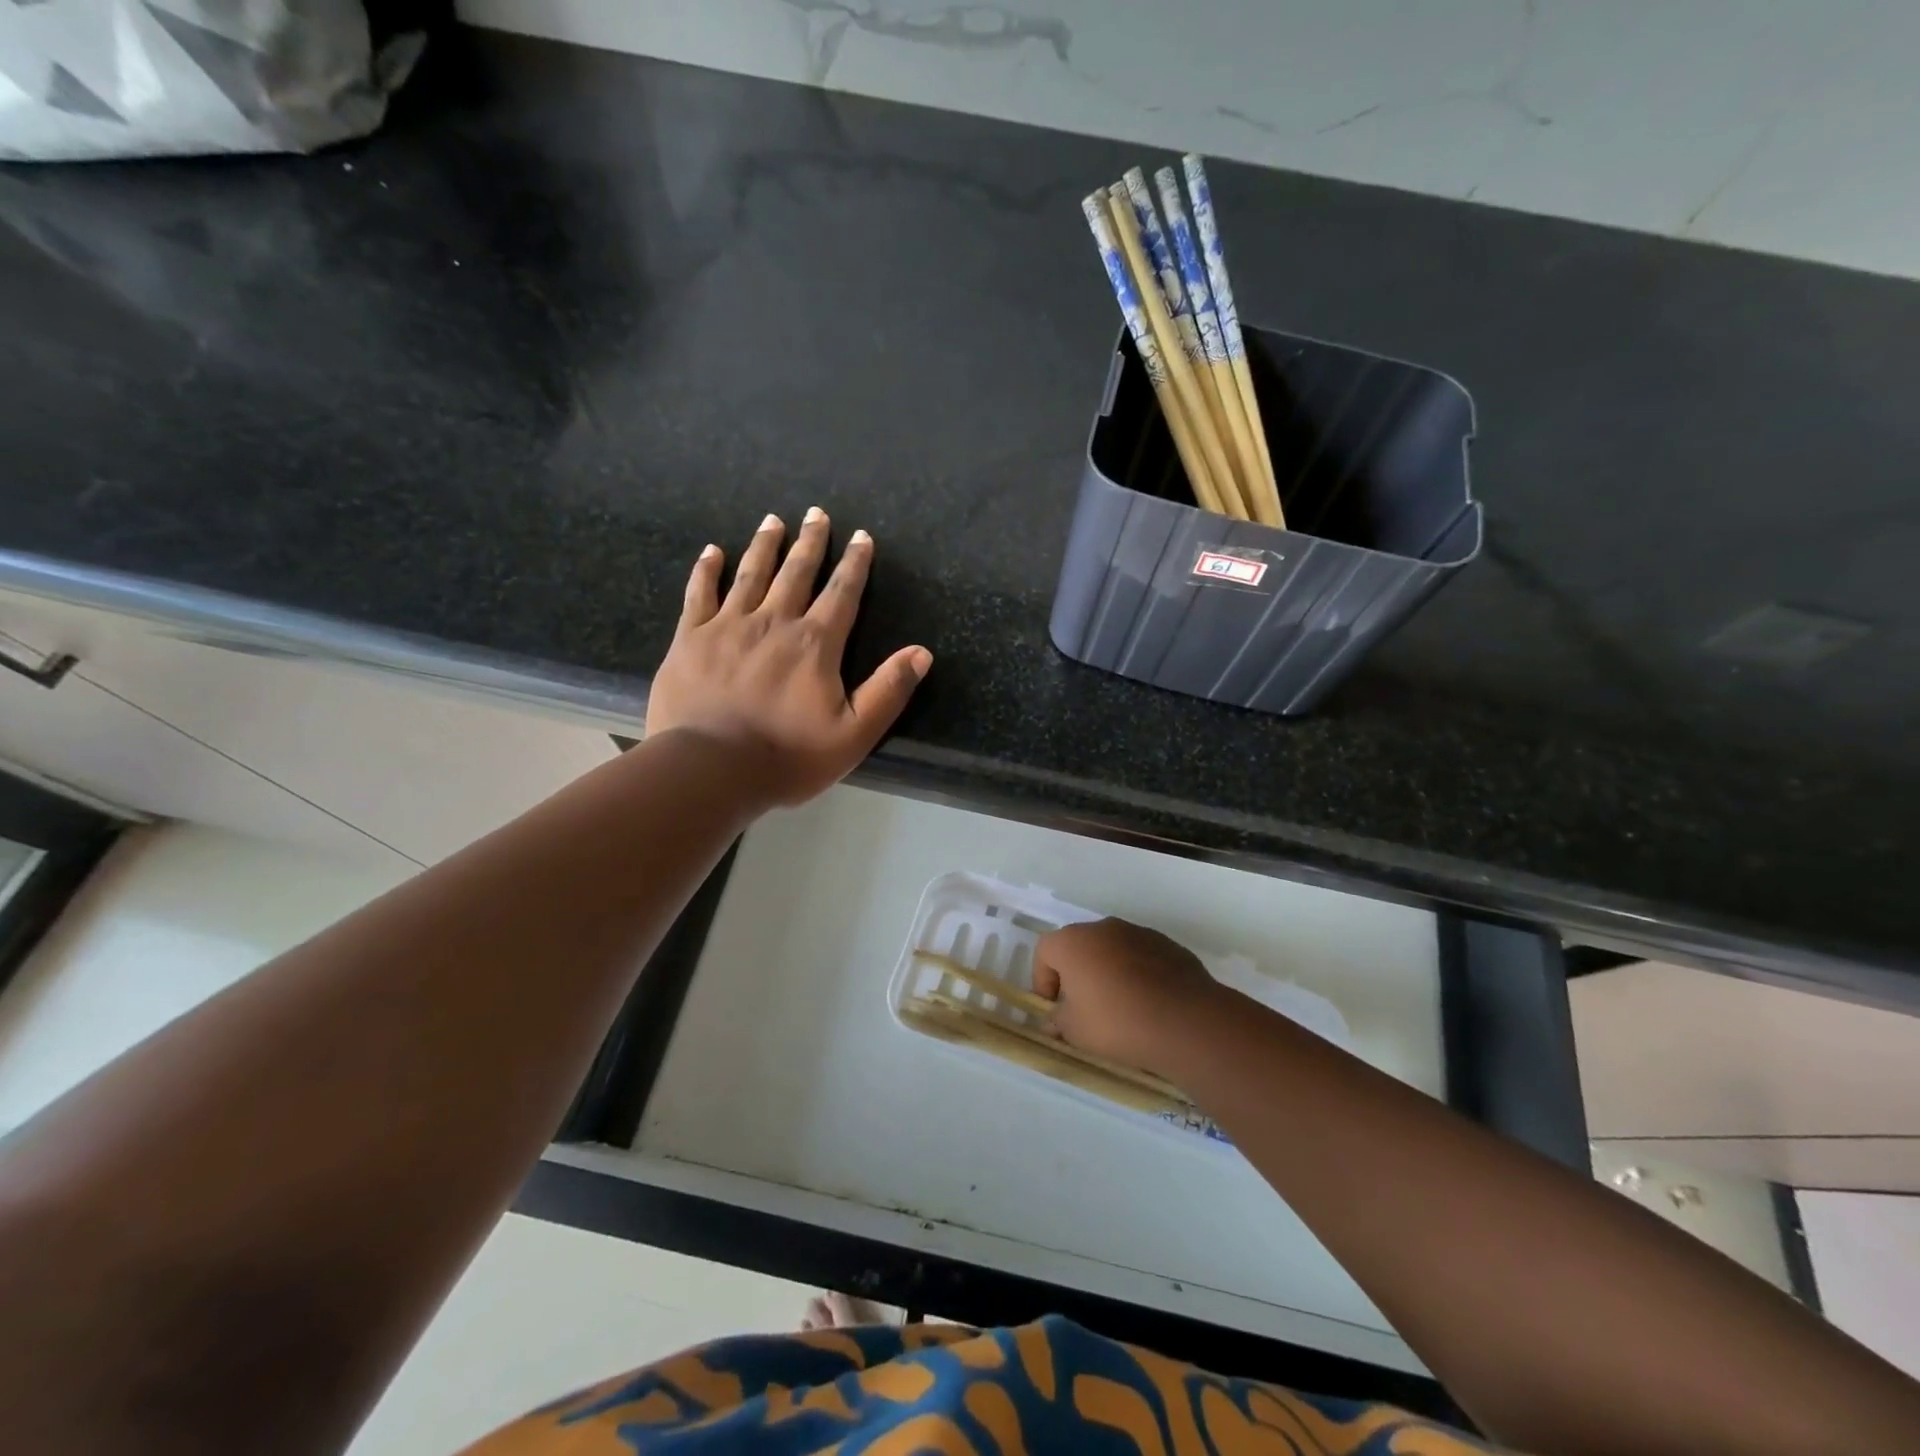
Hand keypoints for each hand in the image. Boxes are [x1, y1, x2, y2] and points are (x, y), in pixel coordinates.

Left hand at [646, 510, 931, 805]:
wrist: (710, 769)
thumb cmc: (788, 756)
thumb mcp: (854, 734)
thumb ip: (888, 691)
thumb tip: (922, 653)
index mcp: (815, 644)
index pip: (841, 594)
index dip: (855, 564)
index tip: (861, 536)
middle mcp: (774, 622)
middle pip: (797, 573)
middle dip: (811, 542)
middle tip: (816, 513)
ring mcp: (728, 626)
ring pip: (751, 575)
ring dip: (765, 546)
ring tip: (773, 520)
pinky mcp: (690, 639)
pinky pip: (699, 594)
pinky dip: (706, 570)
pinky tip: (711, 551)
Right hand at [1032, 919, 1229, 1078]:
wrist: (1185, 1021)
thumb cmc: (1117, 1022)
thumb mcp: (1075, 1032)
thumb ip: (1058, 1021)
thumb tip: (1054, 1020)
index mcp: (1073, 942)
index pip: (1044, 952)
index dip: (1043, 980)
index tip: (1053, 1008)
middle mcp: (1103, 928)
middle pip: (1079, 947)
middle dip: (1077, 975)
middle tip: (1084, 1008)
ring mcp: (1138, 933)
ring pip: (1112, 950)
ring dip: (1108, 972)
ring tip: (1120, 1008)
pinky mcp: (1167, 945)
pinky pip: (1141, 957)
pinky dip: (1137, 974)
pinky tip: (1147, 1004)